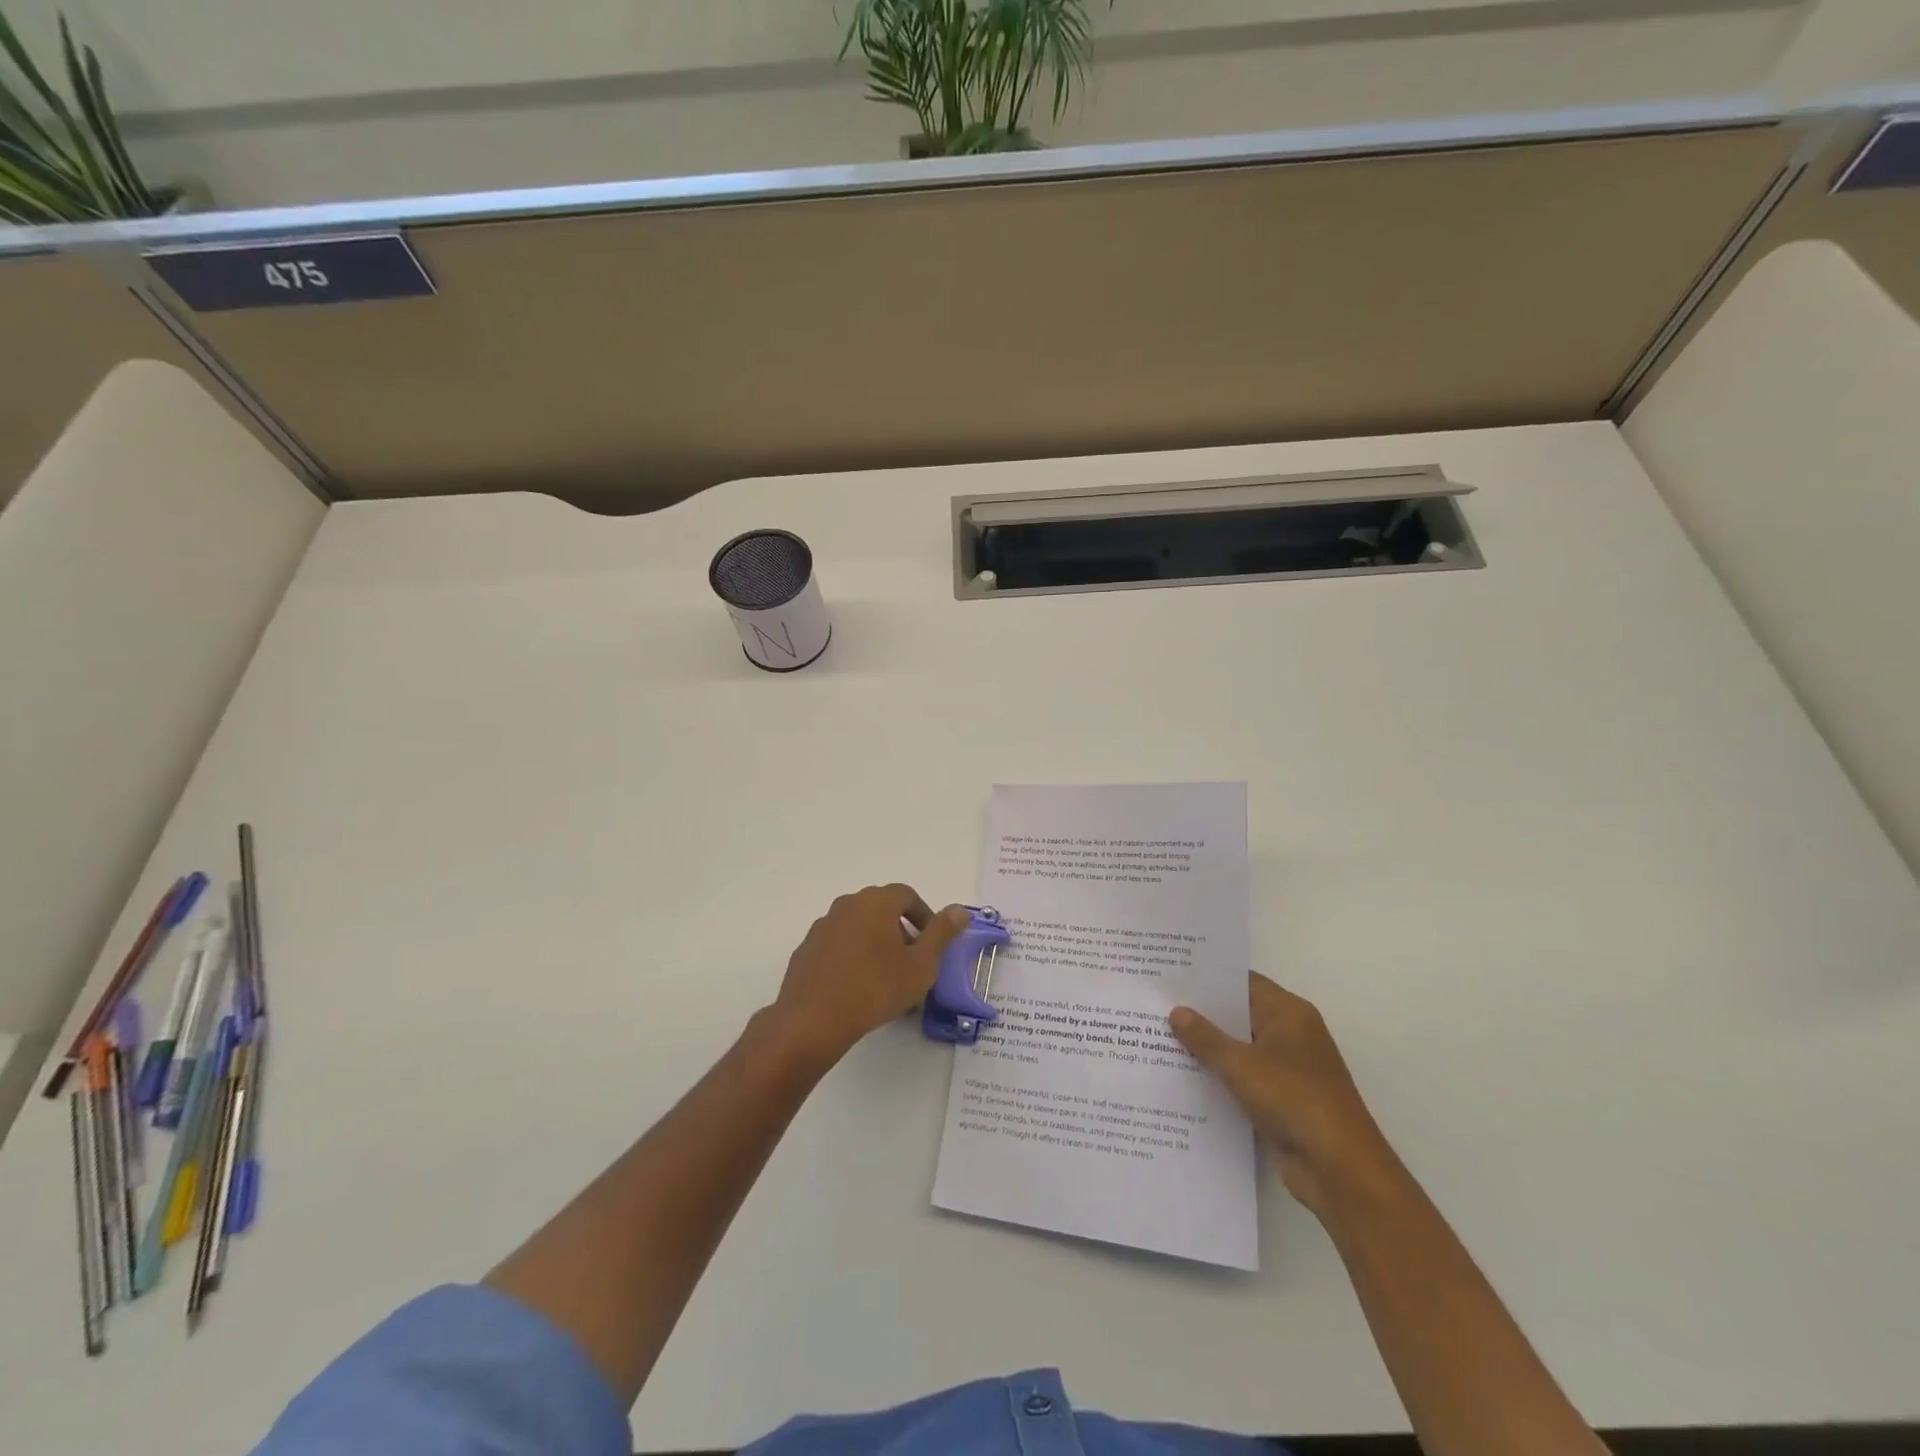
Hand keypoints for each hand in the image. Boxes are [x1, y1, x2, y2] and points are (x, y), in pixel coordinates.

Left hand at [770, 885, 969, 1064]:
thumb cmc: (875, 988)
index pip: (907, 895)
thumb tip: (958, 910)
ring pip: (859, 927)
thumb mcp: (921, 965)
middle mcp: (848, 904)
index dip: (925, 917)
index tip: (932, 944)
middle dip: (901, 931)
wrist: (813, 1020)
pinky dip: (853, 956)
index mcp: (876, 902)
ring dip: (876, 944)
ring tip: (886, 979)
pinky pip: (839, 945)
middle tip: (912, 963)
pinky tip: (857, 987)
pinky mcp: (807, 948)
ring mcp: (823, 925)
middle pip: (882, 909)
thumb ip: (941, 934)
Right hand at [1171, 973, 1398, 1215]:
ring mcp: (1288, 1069)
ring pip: (1240, 1048)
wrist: (1340, 1170)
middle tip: (1157, 1005)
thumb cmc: (1294, 1100)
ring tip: (1160, 1037)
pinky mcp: (1282, 1100)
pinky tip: (1184, 1076)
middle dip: (1202, 1013)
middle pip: (1240, 1014)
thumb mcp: (1241, 1065)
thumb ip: (1206, 1038)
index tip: (1171, 975)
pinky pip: (1244, 1078)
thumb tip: (1177, 1011)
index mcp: (1289, 1013)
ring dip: (1209, 1048)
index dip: (1208, 979)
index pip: (1243, 983)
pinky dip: (1220, 1076)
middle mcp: (1291, 1034)